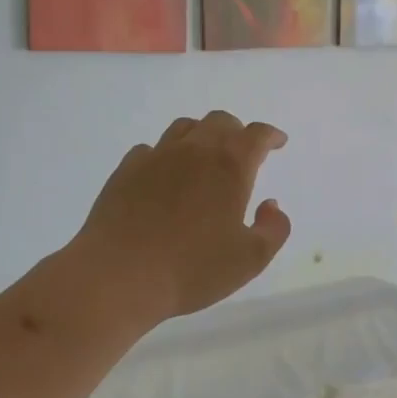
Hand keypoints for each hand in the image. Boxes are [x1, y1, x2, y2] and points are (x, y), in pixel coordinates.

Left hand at [70, 111, 290, 325]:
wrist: (119, 275)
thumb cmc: (192, 269)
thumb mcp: (250, 259)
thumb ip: (273, 229)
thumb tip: (270, 205)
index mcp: (229, 166)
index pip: (256, 135)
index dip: (270, 136)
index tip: (277, 143)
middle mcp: (193, 151)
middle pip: (219, 122)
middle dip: (236, 132)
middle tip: (241, 151)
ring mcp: (155, 157)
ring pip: (183, 128)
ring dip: (200, 136)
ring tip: (203, 158)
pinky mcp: (125, 171)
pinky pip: (150, 150)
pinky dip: (165, 156)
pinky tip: (163, 177)